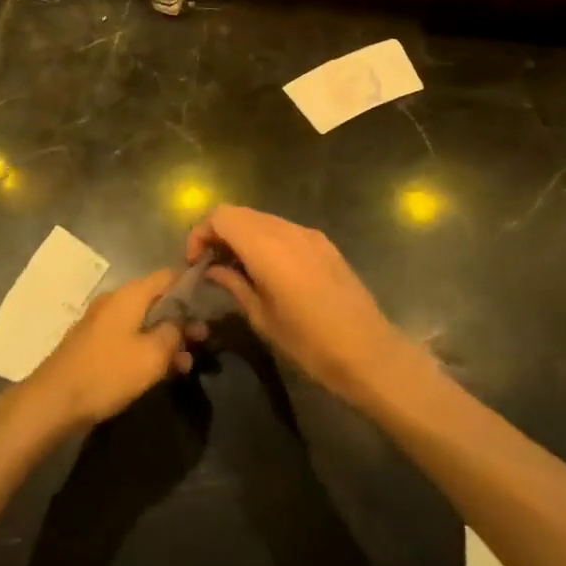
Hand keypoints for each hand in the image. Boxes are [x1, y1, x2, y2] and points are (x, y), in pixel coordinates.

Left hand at [23, 270, 204, 429]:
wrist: (54, 399)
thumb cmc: (108, 372)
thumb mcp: (152, 355)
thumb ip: (174, 332)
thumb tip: (182, 321)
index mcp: (131, 294)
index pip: (168, 275)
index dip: (192, 286)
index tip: (211, 303)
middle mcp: (116, 299)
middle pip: (157, 299)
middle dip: (182, 319)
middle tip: (202, 341)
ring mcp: (102, 320)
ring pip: (144, 321)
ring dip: (166, 338)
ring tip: (185, 365)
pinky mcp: (94, 342)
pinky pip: (129, 336)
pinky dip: (147, 347)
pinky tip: (160, 372)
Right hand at [187, 206, 408, 403]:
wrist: (369, 352)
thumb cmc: (310, 343)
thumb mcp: (263, 319)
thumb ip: (235, 285)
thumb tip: (214, 270)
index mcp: (266, 247)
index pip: (221, 216)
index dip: (201, 233)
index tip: (196, 263)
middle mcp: (287, 231)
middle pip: (240, 214)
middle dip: (220, 233)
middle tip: (211, 266)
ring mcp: (309, 234)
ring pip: (263, 220)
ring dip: (243, 236)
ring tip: (237, 270)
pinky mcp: (324, 244)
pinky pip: (285, 230)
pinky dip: (266, 240)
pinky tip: (268, 271)